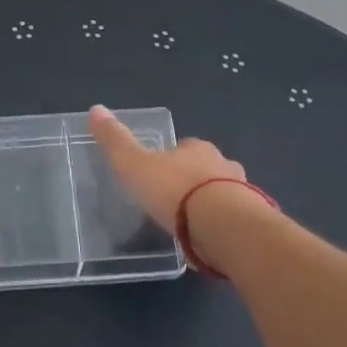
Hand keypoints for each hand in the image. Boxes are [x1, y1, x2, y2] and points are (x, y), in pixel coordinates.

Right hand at [88, 105, 246, 234]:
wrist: (222, 225)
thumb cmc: (174, 190)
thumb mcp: (134, 165)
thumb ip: (115, 141)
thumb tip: (95, 108)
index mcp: (197, 149)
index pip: (185, 147)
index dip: (173, 157)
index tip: (160, 173)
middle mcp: (224, 164)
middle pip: (207, 168)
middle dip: (194, 179)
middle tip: (176, 200)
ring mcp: (243, 192)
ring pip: (225, 193)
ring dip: (212, 202)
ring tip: (193, 223)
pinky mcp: (251, 221)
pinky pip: (234, 219)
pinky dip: (223, 225)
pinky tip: (209, 238)